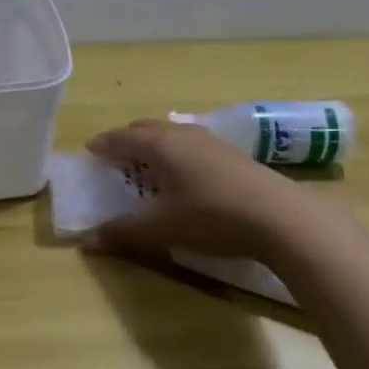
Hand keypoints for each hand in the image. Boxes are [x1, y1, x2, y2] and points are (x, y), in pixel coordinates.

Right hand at [84, 118, 301, 262]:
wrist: (280, 218)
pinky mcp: (232, 153)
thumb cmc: (211, 217)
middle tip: (114, 157)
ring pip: (171, 134)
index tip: (89, 150)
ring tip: (147, 164)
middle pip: (146, 128)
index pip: (121, 137)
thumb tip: (88, 241)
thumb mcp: (162, 228)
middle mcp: (182, 134)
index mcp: (159, 144)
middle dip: (127, 139)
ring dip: (153, 144)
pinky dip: (176, 152)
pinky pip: (191, 144)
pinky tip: (184, 174)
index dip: (103, 144)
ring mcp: (210, 141)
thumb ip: (124, 231)